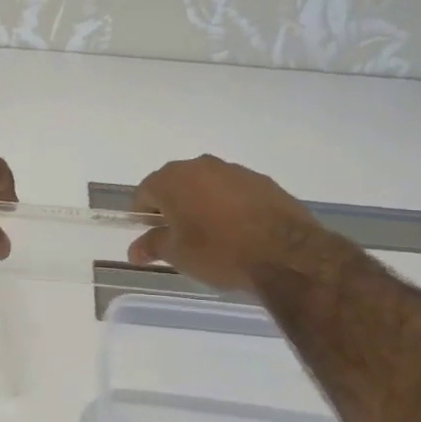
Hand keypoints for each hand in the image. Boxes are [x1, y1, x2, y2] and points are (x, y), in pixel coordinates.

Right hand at [128, 155, 322, 289]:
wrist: (285, 254)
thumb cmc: (219, 252)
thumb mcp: (177, 255)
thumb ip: (152, 246)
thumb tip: (135, 249)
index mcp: (172, 179)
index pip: (145, 192)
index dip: (142, 214)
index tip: (149, 235)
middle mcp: (200, 165)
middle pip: (175, 184)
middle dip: (172, 206)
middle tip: (177, 236)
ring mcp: (234, 170)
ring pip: (206, 185)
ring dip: (201, 204)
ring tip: (210, 235)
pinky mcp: (262, 181)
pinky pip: (233, 191)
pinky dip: (228, 206)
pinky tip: (237, 231)